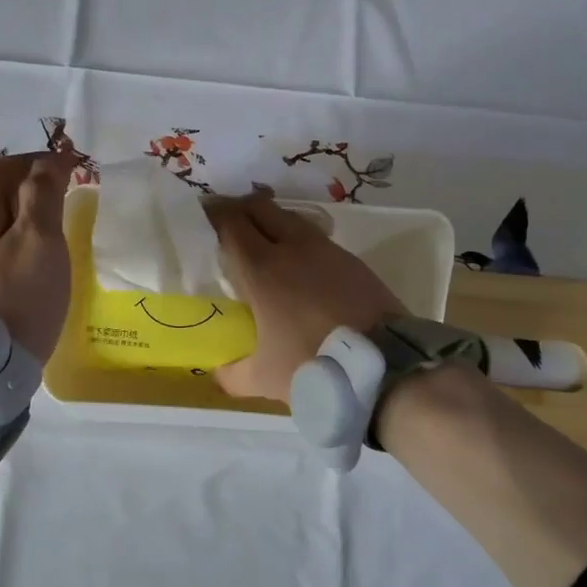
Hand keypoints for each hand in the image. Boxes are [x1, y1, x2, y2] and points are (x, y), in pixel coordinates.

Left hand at [0, 152, 78, 362]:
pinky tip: (26, 269)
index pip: (5, 166)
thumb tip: (48, 160)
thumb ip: (43, 193)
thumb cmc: (20, 296)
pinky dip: (9, 246)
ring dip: (18, 219)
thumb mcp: (41, 238)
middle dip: (28, 188)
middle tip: (65, 198)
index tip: (72, 166)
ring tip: (49, 236)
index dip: (38, 159)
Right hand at [208, 193, 405, 401]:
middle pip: (260, 207)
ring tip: (263, 245)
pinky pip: (317, 239)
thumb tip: (219, 369)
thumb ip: (232, 373)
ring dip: (272, 222)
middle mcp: (292, 248)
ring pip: (291, 218)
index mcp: (261, 269)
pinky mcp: (353, 261)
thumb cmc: (314, 366)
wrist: (386, 366)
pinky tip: (300, 267)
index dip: (212, 214)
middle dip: (239, 209)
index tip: (200, 216)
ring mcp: (327, 250)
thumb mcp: (263, 379)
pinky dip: (300, 243)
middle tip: (227, 227)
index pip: (230, 223)